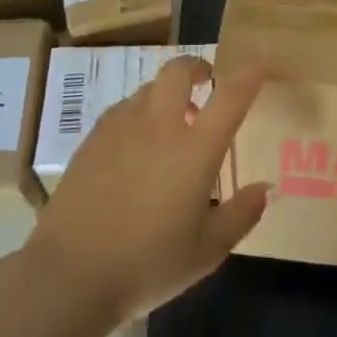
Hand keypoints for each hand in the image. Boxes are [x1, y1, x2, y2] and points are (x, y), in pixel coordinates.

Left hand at [27, 57, 270, 322]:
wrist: (70, 274)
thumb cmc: (148, 264)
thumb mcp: (207, 251)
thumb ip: (241, 214)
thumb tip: (266, 189)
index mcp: (194, 150)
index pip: (230, 97)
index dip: (248, 74)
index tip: (258, 62)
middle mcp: (159, 126)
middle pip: (178, 71)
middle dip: (197, 67)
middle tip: (206, 82)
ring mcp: (120, 128)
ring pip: (148, 89)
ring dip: (166, 94)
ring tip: (171, 122)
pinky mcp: (91, 140)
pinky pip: (123, 110)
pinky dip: (139, 114)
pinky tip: (136, 145)